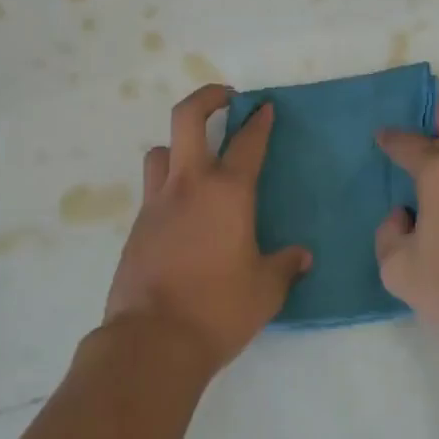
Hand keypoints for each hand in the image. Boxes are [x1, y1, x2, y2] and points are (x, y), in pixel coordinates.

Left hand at [104, 83, 311, 376]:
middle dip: (207, 97)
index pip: (247, 142)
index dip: (259, 121)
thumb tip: (302, 257)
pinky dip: (167, 187)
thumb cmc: (218, 309)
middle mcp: (189, 185)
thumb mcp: (266, 291)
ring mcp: (157, 203)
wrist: (152, 341)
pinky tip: (183, 214)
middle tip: (225, 98)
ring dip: (179, 145)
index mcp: (227, 192)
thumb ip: (285, 266)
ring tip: (197, 161)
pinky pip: (152, 190)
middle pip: (187, 117)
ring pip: (161, 151)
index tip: (264, 107)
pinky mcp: (137, 226)